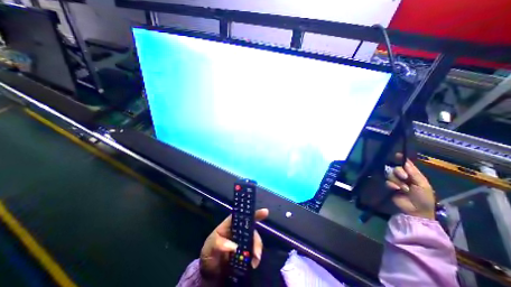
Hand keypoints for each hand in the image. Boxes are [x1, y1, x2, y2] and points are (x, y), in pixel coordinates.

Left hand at [199, 208, 271, 280]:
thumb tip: (234, 246)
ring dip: (257, 250)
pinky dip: (256, 257)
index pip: (242, 215)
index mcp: (231, 224)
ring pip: (254, 241)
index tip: (265, 212)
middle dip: (256, 239)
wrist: (209, 273)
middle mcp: (239, 231)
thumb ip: (219, 244)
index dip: (254, 213)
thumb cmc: (209, 253)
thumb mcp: (210, 246)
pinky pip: (254, 252)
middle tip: (256, 254)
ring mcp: (244, 241)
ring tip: (255, 261)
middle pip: (252, 229)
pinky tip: (254, 264)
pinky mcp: (246, 252)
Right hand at [387, 155, 434, 219]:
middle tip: (404, 177)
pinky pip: (387, 182)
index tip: (397, 155)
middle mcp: (404, 177)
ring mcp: (396, 182)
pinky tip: (396, 190)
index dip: (402, 159)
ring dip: (397, 181)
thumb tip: (405, 162)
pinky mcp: (390, 187)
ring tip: (403, 189)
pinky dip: (392, 185)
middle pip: (396, 168)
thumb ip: (414, 173)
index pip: (407, 165)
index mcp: (414, 175)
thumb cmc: (424, 197)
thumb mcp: (422, 184)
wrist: (416, 210)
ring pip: (390, 175)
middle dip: (399, 172)